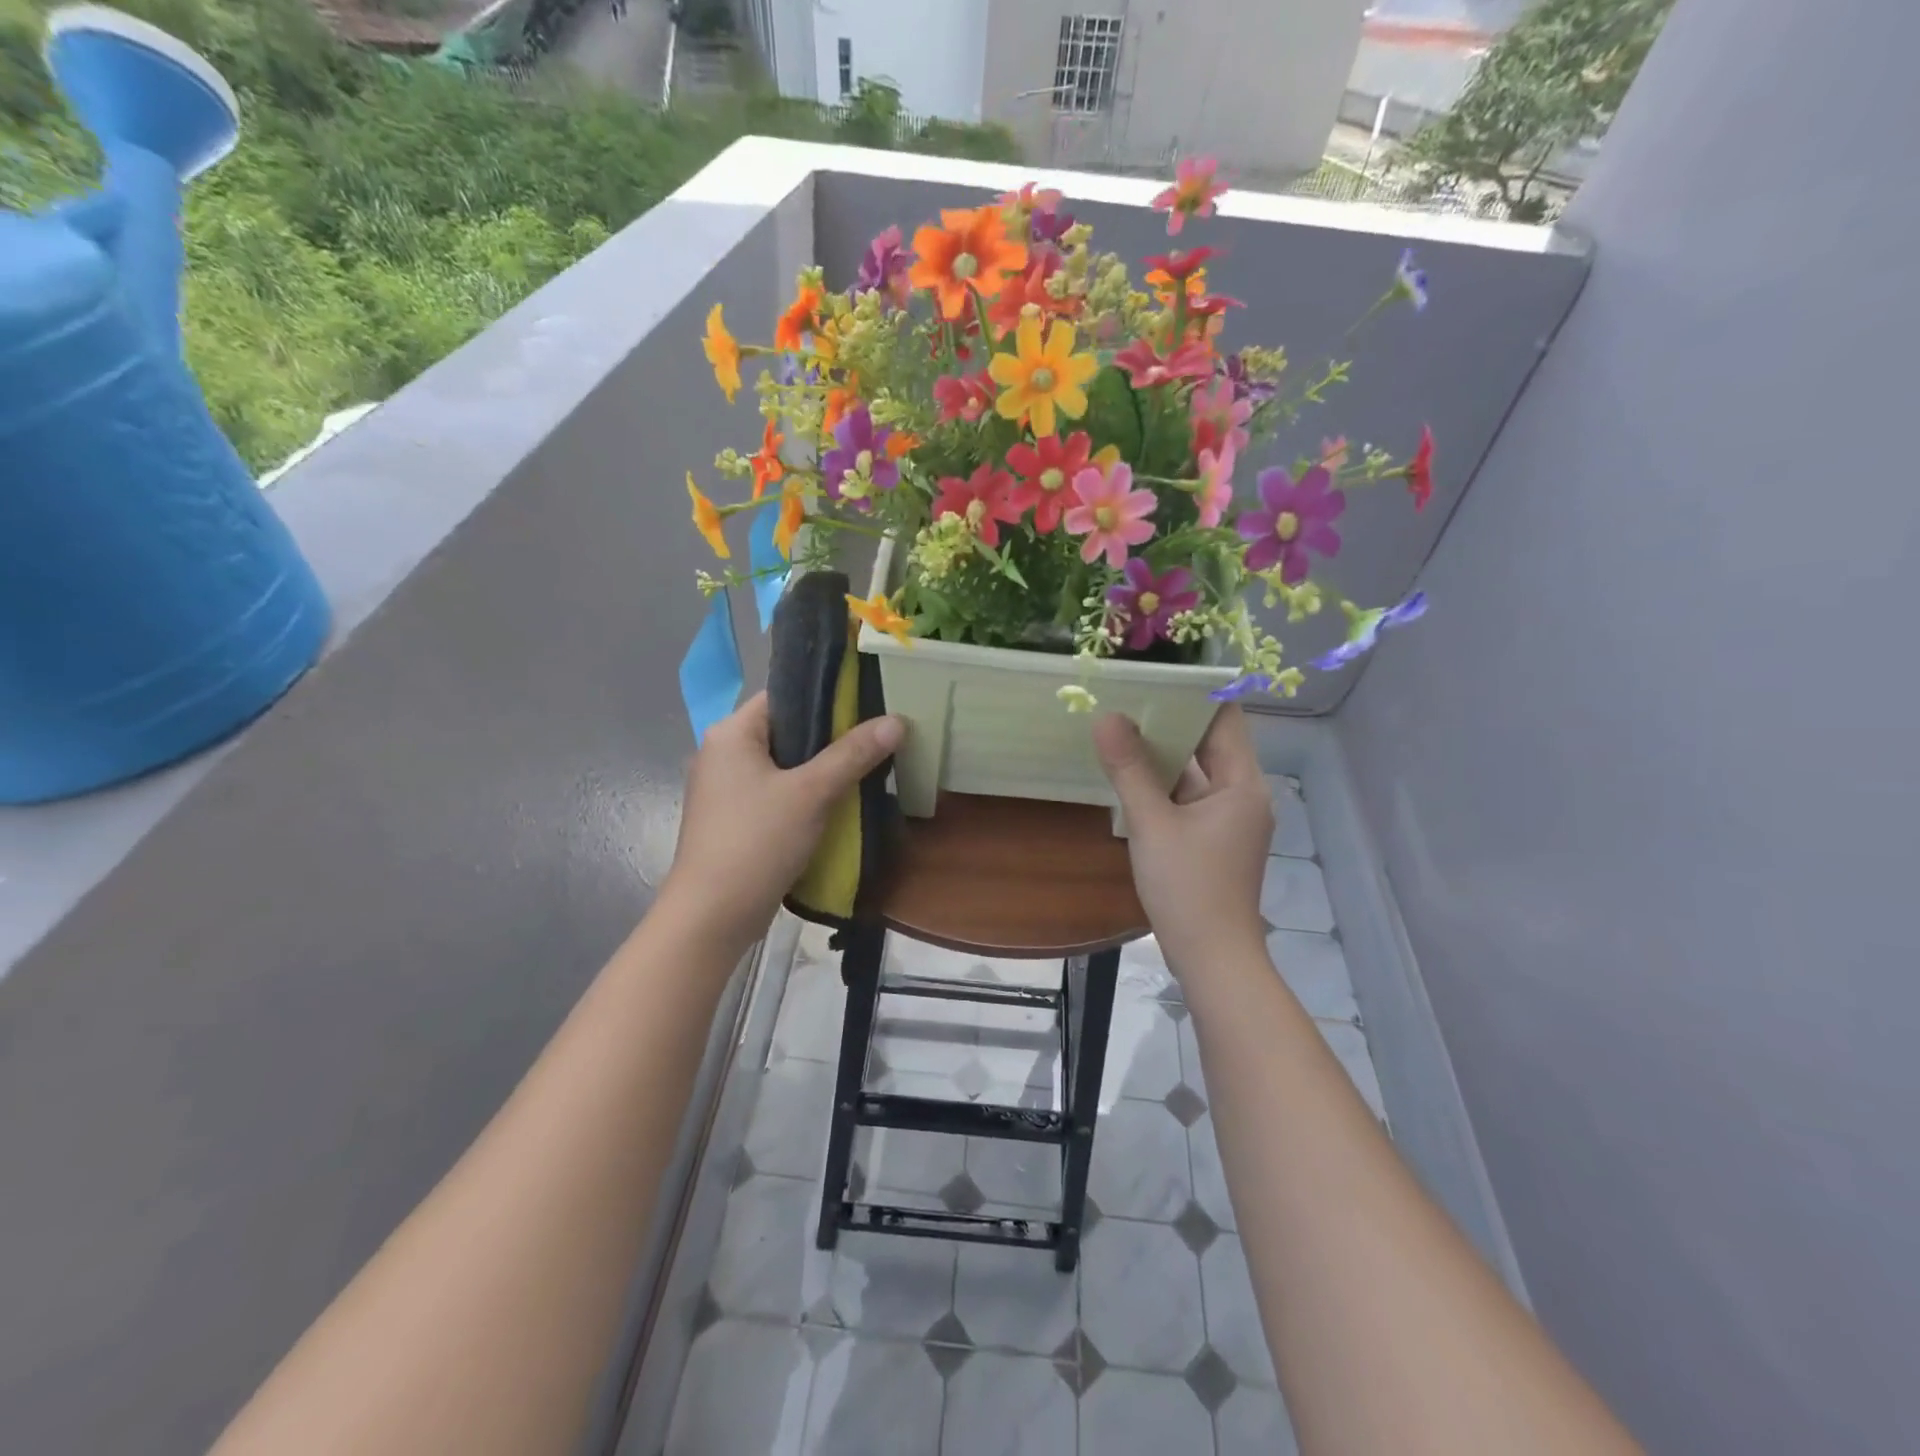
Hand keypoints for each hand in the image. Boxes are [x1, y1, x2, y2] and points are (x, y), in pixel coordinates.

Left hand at [659, 692, 903, 949]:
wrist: (712, 916)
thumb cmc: (757, 841)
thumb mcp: (811, 793)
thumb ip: (853, 754)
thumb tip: (898, 719)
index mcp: (731, 732)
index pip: (784, 695)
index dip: (827, 696)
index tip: (869, 702)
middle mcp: (722, 752)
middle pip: (786, 730)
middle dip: (831, 735)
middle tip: (877, 735)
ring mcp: (726, 788)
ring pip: (784, 764)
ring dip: (821, 767)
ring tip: (867, 764)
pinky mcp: (735, 818)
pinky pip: (777, 792)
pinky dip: (805, 793)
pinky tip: (839, 800)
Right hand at [1094, 706, 1272, 975]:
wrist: (1212, 957)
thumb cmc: (1188, 887)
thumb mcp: (1151, 824)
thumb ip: (1129, 769)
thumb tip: (1106, 716)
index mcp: (1242, 783)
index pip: (1225, 718)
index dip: (1193, 693)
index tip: (1154, 673)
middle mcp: (1242, 794)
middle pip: (1208, 743)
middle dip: (1169, 720)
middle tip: (1125, 695)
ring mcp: (1229, 819)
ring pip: (1195, 772)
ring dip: (1163, 753)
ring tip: (1121, 725)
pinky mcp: (1214, 839)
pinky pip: (1189, 797)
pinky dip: (1164, 783)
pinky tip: (1130, 774)